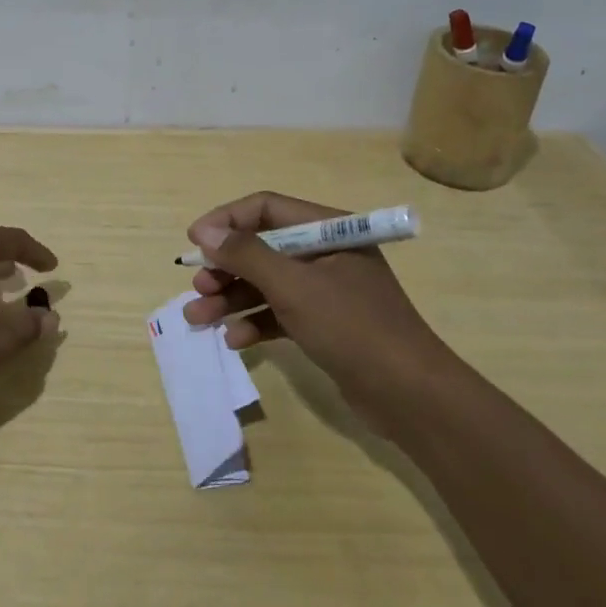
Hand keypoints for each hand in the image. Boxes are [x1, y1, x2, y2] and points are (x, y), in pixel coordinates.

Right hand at [180, 192, 443, 416]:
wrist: (411, 397)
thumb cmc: (353, 328)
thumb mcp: (294, 287)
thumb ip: (246, 255)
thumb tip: (205, 232)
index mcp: (328, 230)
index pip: (266, 209)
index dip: (226, 221)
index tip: (194, 242)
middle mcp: (325, 253)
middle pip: (262, 248)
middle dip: (225, 267)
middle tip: (196, 287)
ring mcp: (325, 290)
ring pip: (266, 283)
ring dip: (231, 298)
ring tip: (197, 318)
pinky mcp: (323, 324)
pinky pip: (279, 313)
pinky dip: (255, 322)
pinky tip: (235, 340)